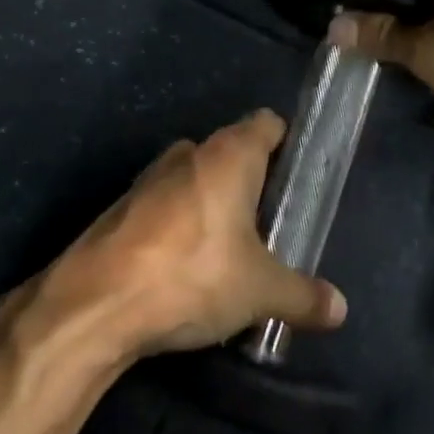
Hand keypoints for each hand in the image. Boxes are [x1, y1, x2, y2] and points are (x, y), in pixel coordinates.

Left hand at [46, 111, 347, 357]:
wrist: (93, 306)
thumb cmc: (191, 276)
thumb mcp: (259, 291)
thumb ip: (303, 295)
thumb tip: (340, 309)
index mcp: (228, 156)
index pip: (267, 124)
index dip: (287, 144)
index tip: (299, 180)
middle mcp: (188, 154)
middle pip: (232, 153)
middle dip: (252, 184)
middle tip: (272, 228)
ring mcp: (148, 179)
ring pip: (195, 180)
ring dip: (213, 206)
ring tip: (230, 253)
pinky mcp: (120, 209)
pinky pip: (165, 206)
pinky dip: (180, 226)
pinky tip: (185, 270)